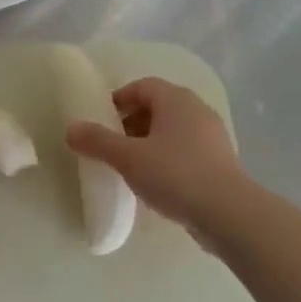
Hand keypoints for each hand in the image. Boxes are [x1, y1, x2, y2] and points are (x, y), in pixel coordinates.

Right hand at [66, 78, 245, 228]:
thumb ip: (97, 141)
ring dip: (148, 143)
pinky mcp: (220, 163)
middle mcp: (197, 111)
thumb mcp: (128, 158)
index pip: (142, 86)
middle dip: (131, 123)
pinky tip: (155, 183)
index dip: (119, 99)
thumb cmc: (175, 175)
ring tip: (130, 167)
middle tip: (111, 145)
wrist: (229, 215)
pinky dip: (166, 159)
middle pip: (158, 107)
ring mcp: (212, 137)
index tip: (101, 121)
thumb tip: (71, 129)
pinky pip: (185, 151)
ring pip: (172, 131)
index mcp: (176, 100)